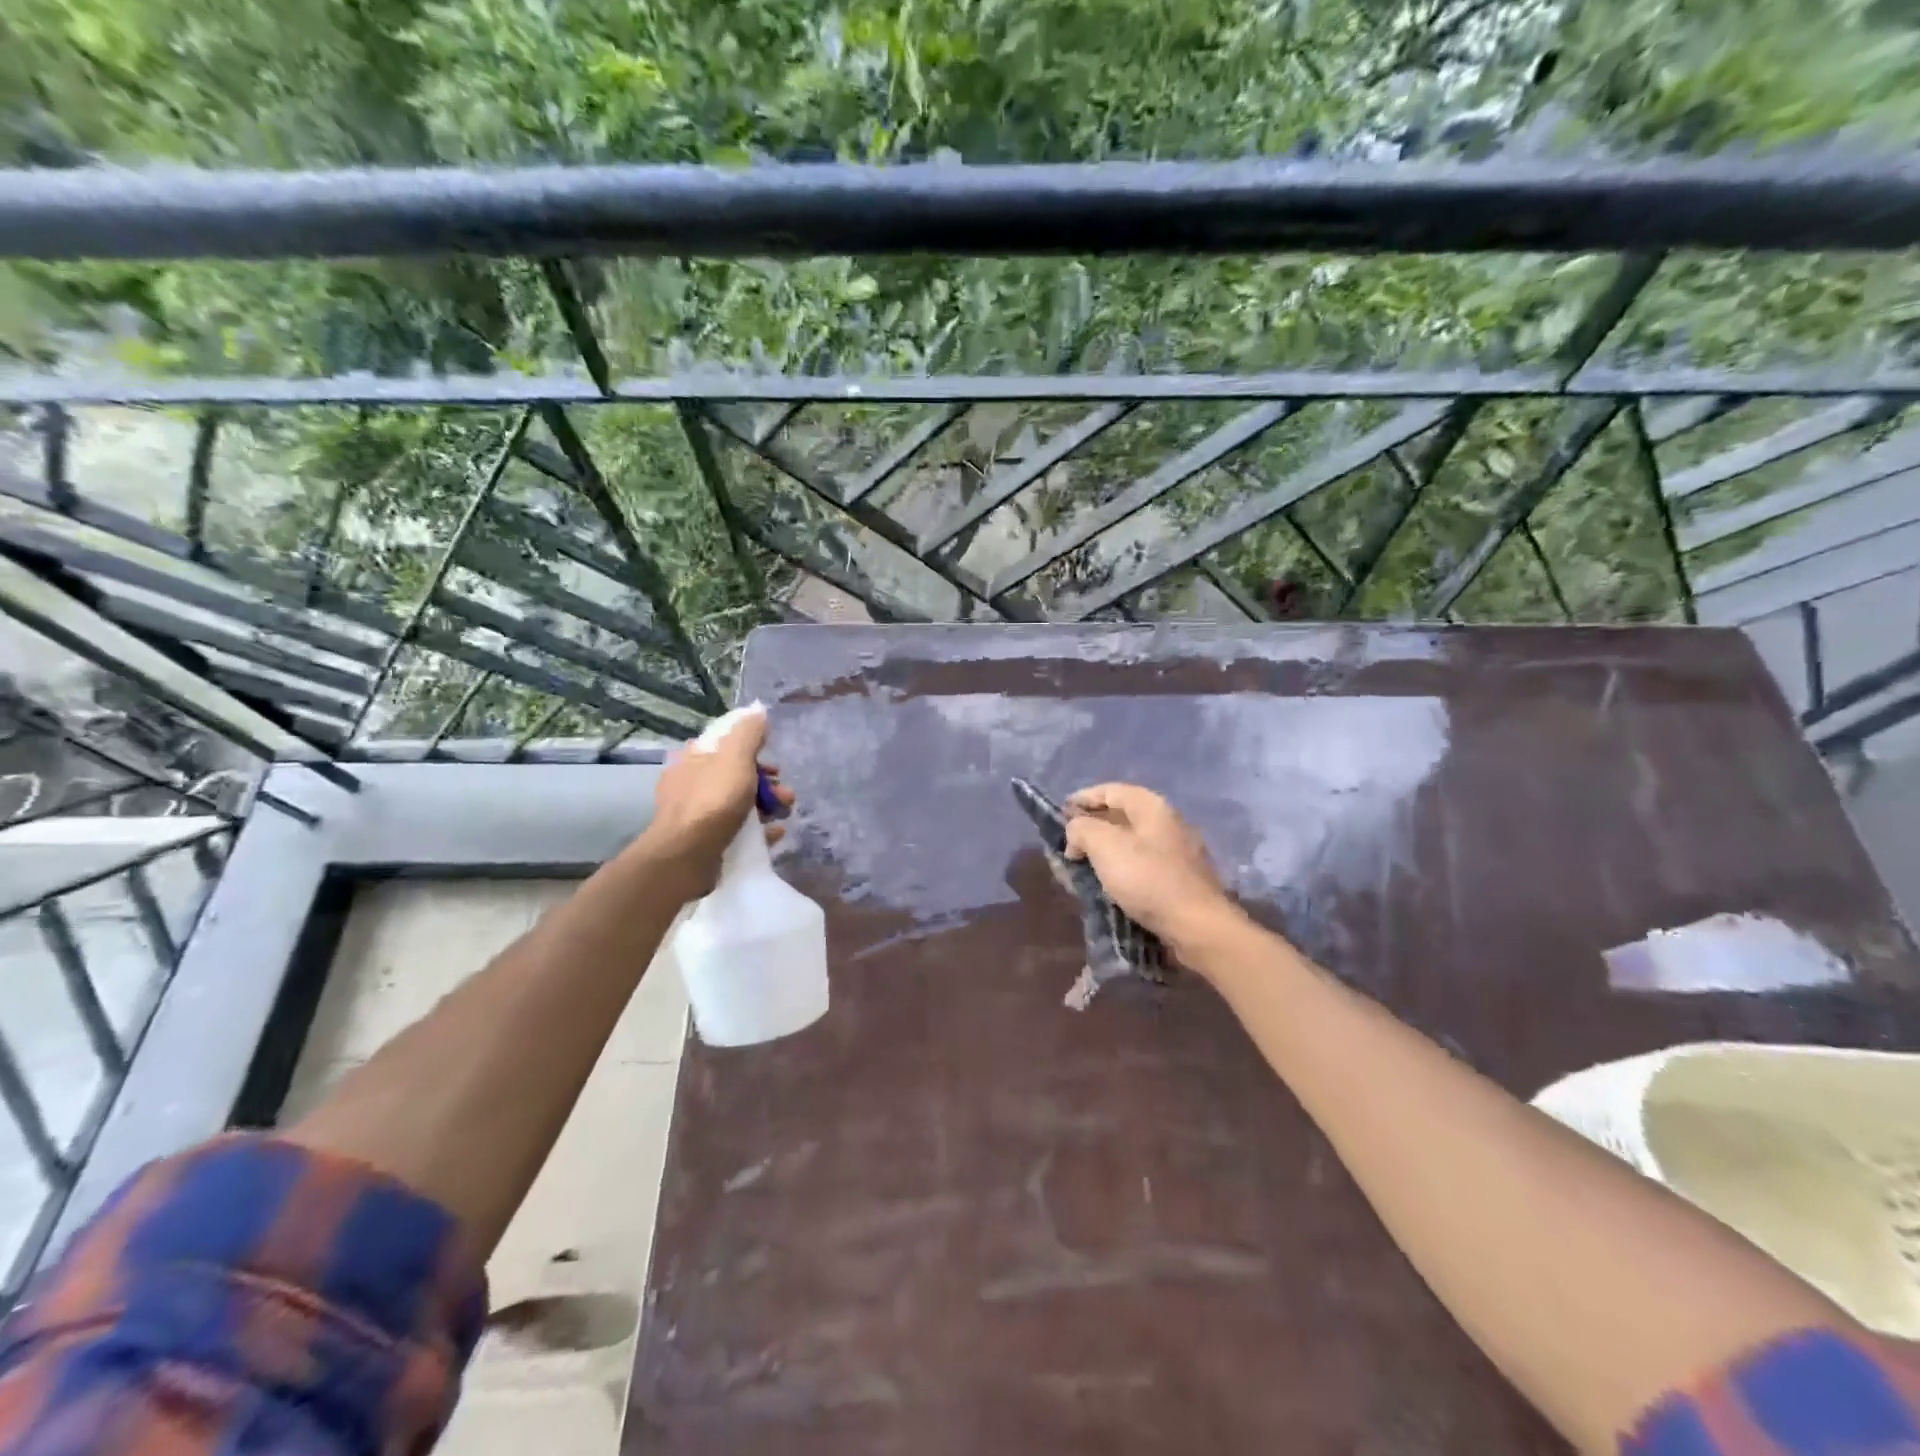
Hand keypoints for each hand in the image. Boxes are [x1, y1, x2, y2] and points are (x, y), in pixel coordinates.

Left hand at [639, 708, 794, 902]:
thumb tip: (758, 710)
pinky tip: (775, 833)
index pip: (727, 746)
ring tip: (785, 814)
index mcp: (693, 759)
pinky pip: (737, 829)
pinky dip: (758, 829)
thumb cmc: (712, 801)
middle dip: (767, 783)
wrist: (686, 856)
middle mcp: (691, 783)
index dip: (755, 751)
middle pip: (737, 776)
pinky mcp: (704, 841)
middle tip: (785, 795)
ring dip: (767, 806)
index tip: (774, 765)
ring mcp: (696, 814)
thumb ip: (749, 732)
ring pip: (739, 803)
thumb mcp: (735, 758)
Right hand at [1063, 783, 1237, 960]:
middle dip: (1093, 825)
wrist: (1197, 926)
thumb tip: (1076, 832)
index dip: (1083, 799)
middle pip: (1123, 815)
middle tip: (1070, 842)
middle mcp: (1169, 822)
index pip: (1111, 790)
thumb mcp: (1104, 846)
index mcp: (1152, 807)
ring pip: (1133, 841)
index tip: (1060, 814)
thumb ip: (1082, 829)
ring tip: (1084, 864)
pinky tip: (1110, 882)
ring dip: (1107, 848)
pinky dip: (1123, 867)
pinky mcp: (1182, 878)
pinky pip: (1144, 863)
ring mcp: (1179, 851)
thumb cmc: (1148, 879)